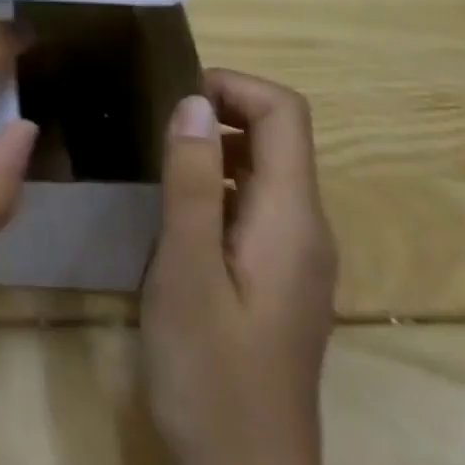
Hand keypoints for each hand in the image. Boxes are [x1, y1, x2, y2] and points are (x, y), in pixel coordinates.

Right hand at [141, 71, 337, 464]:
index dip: (232, 86)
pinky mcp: (280, 279)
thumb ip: (190, 182)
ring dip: (214, 147)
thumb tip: (193, 100)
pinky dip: (217, 183)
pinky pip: (254, 202)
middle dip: (219, 111)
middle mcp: (306, 227)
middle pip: (278, 134)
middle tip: (157, 129)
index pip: (284, 111)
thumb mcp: (187, 273)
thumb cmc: (212, 378)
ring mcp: (297, 256)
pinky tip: (177, 215)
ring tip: (159, 163)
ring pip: (264, 167)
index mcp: (293, 218)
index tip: (176, 101)